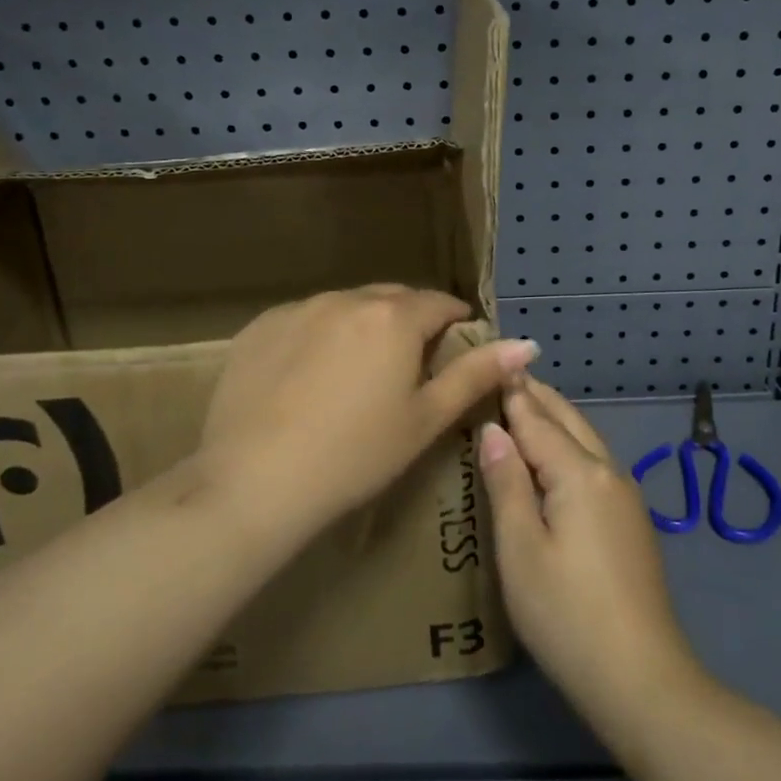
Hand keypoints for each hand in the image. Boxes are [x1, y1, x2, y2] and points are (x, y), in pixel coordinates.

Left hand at [196, 285, 538, 534]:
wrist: (253, 481)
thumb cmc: (355, 456)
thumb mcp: (425, 419)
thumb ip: (476, 375)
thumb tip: (527, 344)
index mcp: (393, 317)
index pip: (439, 303)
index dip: (455, 322)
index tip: (456, 347)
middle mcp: (345, 299)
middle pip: (392, 299)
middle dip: (410, 321)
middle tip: (410, 365)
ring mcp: (297, 309)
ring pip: (346, 306)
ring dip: (363, 326)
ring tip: (358, 373)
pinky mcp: (259, 327)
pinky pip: (304, 319)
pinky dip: (319, 336)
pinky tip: (308, 378)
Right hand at [479, 376, 701, 722]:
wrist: (642, 679)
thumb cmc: (567, 615)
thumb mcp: (520, 550)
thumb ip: (506, 483)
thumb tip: (493, 429)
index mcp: (579, 473)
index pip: (536, 419)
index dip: (511, 392)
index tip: (490, 362)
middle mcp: (608, 472)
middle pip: (568, 420)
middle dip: (536, 396)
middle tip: (503, 374)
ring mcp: (626, 496)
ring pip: (586, 439)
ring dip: (555, 418)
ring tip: (524, 405)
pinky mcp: (631, 520)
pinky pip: (595, 463)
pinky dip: (569, 444)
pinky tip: (555, 456)